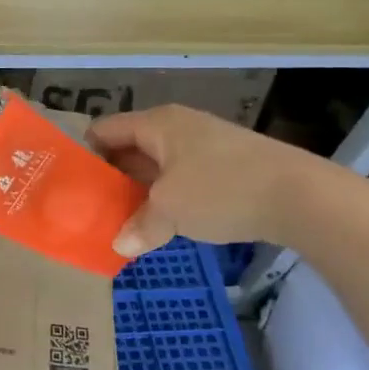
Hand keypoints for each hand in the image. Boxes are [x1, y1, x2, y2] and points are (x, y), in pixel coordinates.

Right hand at [87, 106, 325, 256]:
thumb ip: (139, 225)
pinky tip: (158, 224)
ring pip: (156, 167)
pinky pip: (180, 179)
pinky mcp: (225, 167)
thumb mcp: (170, 209)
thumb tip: (119, 246)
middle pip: (129, 148)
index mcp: (157, 124)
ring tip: (116, 221)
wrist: (301, 195)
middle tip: (87, 208)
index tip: (68, 183)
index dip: (83, 153)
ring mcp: (204, 147)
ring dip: (138, 192)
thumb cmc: (222, 189)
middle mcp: (177, 128)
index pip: (105, 129)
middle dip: (109, 178)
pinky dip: (165, 198)